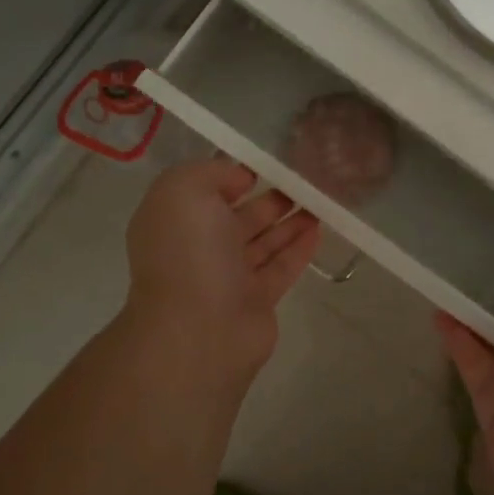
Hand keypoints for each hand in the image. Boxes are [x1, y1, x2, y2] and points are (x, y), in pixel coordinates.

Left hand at [123, 159, 320, 391]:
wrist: (199, 330)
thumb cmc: (188, 252)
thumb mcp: (185, 190)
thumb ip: (211, 172)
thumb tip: (238, 179)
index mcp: (175, 222)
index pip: (204, 192)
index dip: (231, 176)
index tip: (264, 164)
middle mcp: (198, 249)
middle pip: (238, 218)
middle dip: (268, 199)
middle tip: (302, 182)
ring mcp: (227, 278)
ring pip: (262, 242)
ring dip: (288, 221)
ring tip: (318, 200)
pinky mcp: (256, 301)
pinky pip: (280, 268)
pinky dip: (298, 248)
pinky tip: (318, 230)